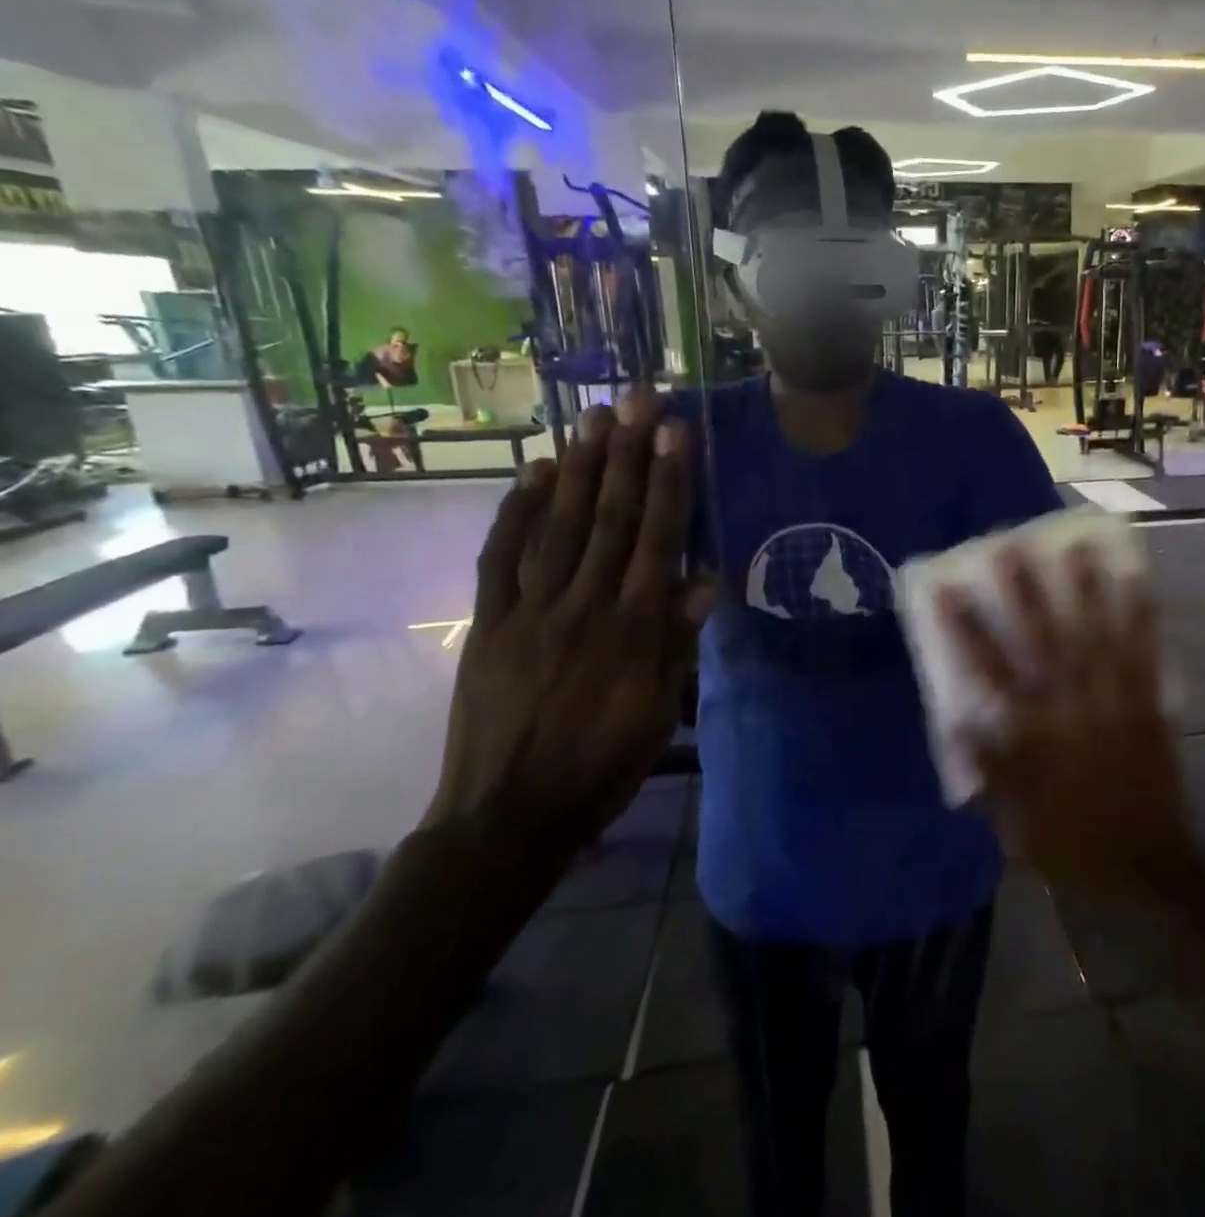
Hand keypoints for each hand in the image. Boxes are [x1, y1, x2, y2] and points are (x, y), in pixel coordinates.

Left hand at [425, 390, 710, 861]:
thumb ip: (678, 642)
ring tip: (593, 418)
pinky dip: (517, 512)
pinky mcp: (487, 623)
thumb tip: (704, 580)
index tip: (674, 431)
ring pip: (558, 526)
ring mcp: (528, 611)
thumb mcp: (658, 713)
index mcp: (631, 629)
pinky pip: (501, 558)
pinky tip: (534, 474)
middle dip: (626, 454)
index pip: (656, 539)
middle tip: (635, 399)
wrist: (507, 817)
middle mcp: (582, 606)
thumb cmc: (600, 767)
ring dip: (579, 468)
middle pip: (609, 518)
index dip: (667, 481)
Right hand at [937, 547, 1196, 901]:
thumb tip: (960, 723)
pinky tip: (1138, 584)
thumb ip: (989, 771)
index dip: (966, 629)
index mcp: (1034, 736)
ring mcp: (1113, 701)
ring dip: (1085, 590)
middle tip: (1010, 548)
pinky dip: (1141, 618)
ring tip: (1075, 549)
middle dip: (1024, 592)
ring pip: (1096, 637)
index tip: (948, 591)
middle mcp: (1071, 708)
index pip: (989, 672)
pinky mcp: (1147, 704)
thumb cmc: (1072, 844)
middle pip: (1043, 640)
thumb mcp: (1014, 823)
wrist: (1147, 865)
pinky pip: (1144, 655)